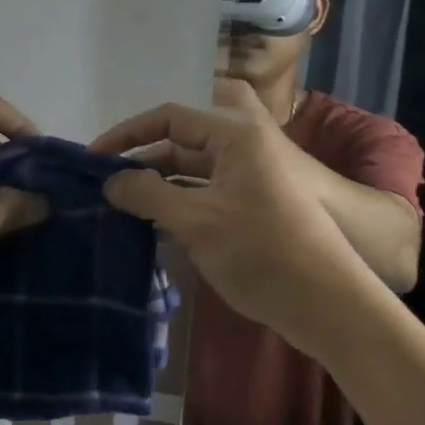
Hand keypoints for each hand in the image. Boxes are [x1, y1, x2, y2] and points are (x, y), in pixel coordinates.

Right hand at [89, 84, 369, 355]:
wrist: (331, 307)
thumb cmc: (262, 252)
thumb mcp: (197, 220)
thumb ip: (148, 194)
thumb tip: (110, 182)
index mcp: (235, 134)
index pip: (169, 117)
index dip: (127, 134)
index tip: (93, 157)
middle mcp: (242, 147)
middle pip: (179, 143)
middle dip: (140, 162)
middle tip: (101, 186)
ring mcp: (249, 178)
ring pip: (190, 172)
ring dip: (156, 186)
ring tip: (117, 207)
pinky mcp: (251, 208)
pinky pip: (204, 194)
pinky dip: (177, 204)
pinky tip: (149, 225)